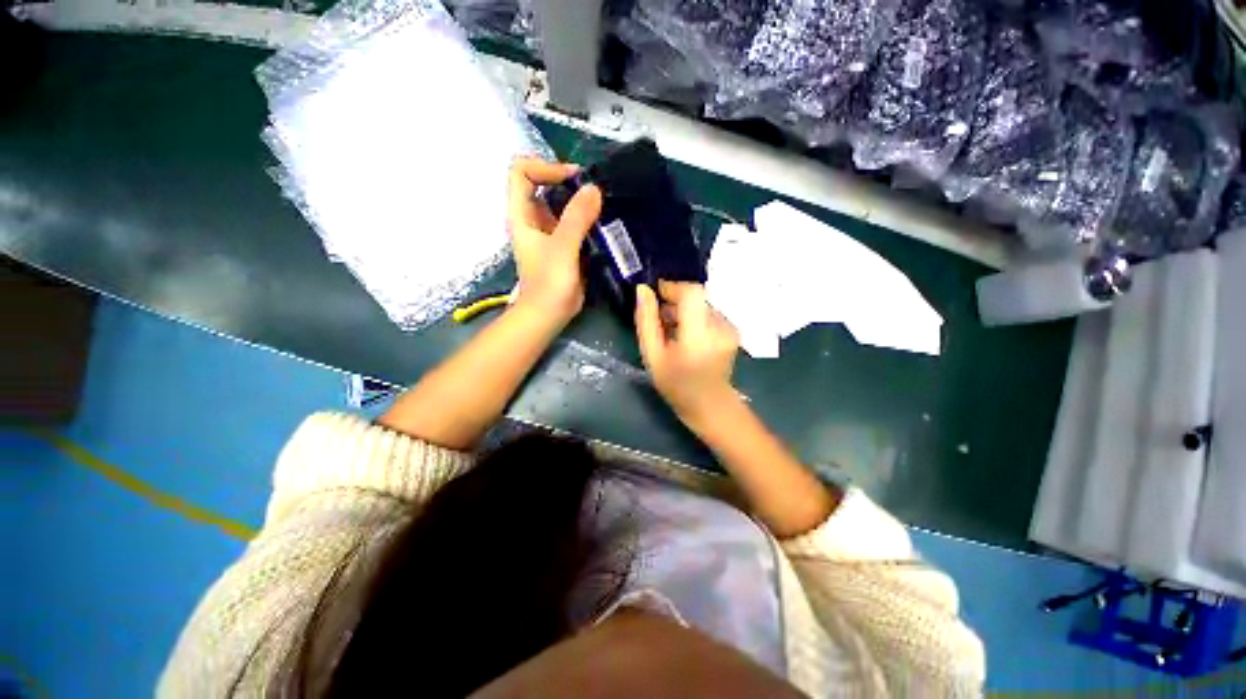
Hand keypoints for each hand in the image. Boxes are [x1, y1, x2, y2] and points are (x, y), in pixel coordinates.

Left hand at [507, 157, 601, 326]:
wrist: (549, 314)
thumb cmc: (549, 284)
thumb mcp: (562, 248)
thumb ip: (576, 218)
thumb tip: (593, 188)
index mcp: (522, 214)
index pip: (522, 172)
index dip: (545, 167)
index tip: (573, 179)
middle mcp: (533, 218)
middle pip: (544, 184)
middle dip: (568, 182)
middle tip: (595, 192)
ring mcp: (548, 231)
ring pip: (561, 203)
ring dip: (580, 200)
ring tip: (603, 205)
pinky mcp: (563, 244)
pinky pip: (573, 221)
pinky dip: (586, 218)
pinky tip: (603, 224)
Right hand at [635, 281, 739, 424]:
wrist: (710, 405)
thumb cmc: (676, 385)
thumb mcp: (653, 356)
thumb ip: (646, 321)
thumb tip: (643, 290)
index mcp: (699, 335)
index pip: (691, 293)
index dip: (672, 287)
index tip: (656, 295)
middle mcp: (720, 326)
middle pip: (696, 296)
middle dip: (675, 301)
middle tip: (660, 319)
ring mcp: (729, 328)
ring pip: (702, 303)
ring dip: (684, 309)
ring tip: (671, 330)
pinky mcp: (732, 329)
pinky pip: (709, 312)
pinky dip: (694, 317)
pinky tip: (686, 335)